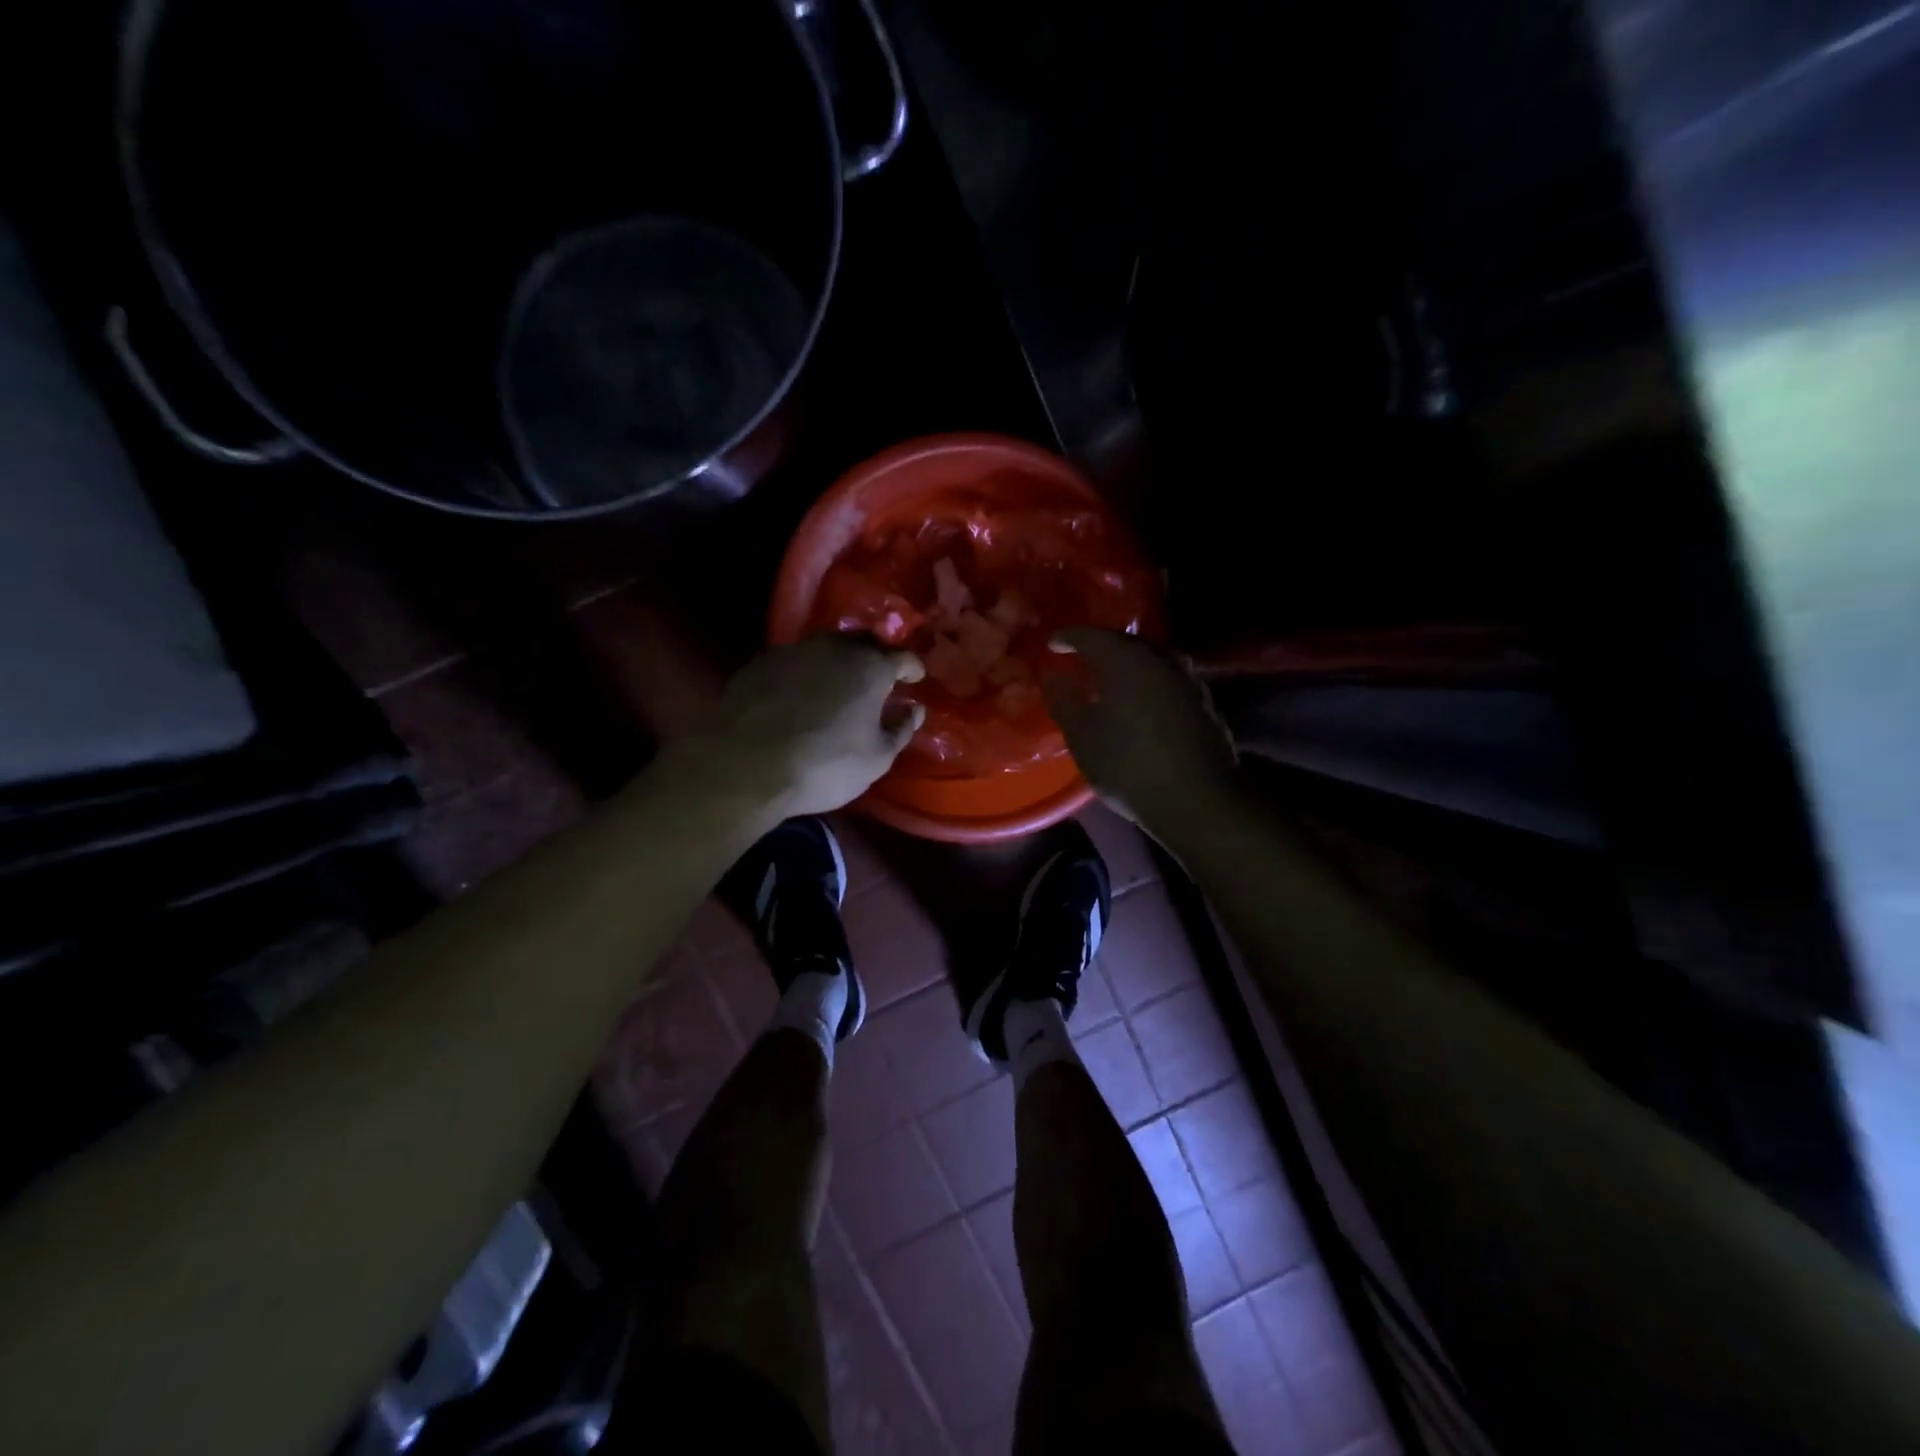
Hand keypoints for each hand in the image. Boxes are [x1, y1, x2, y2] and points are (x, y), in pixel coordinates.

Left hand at [676, 637, 925, 820]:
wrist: (746, 765)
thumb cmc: (825, 765)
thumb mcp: (877, 758)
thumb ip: (901, 729)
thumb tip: (914, 709)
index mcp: (870, 667)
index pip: (903, 656)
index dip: (912, 668)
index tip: (915, 678)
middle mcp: (834, 648)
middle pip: (863, 642)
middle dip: (876, 656)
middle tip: (878, 678)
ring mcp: (793, 651)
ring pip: (825, 647)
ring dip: (838, 661)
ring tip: (838, 684)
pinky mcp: (760, 663)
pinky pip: (794, 661)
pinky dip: (804, 673)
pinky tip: (799, 694)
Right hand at [1043, 628, 1235, 827]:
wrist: (1196, 799)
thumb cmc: (1128, 765)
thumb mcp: (1082, 736)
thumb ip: (1064, 700)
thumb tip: (1053, 676)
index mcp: (1126, 660)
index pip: (1090, 635)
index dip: (1067, 638)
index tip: (1052, 646)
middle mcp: (1159, 659)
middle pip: (1124, 642)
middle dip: (1100, 648)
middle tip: (1080, 660)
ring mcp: (1187, 679)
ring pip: (1150, 660)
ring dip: (1128, 665)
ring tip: (1110, 680)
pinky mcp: (1203, 702)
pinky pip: (1167, 679)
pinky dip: (1148, 683)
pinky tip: (1140, 702)